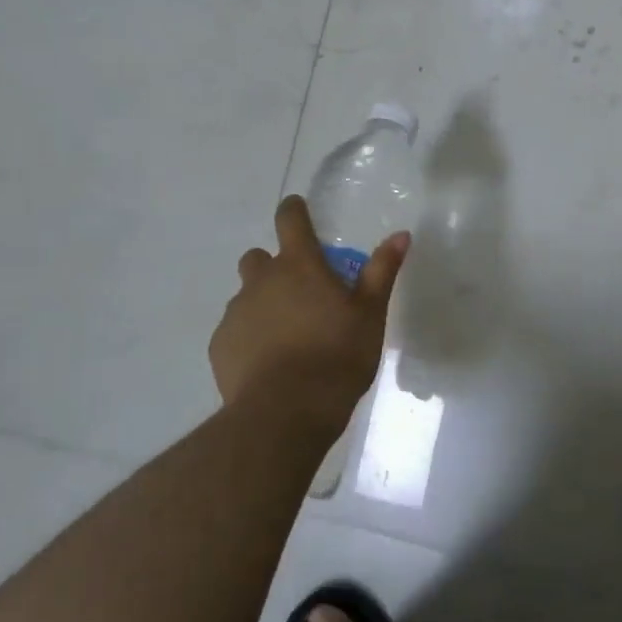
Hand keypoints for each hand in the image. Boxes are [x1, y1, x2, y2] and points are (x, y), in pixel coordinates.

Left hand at [209, 195, 409, 436]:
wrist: (286, 412)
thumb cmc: (337, 356)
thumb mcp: (370, 314)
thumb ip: (382, 271)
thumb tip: (400, 234)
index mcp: (299, 266)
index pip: (290, 220)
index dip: (293, 210)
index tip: (297, 209)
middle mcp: (261, 281)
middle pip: (258, 258)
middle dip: (274, 266)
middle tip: (299, 291)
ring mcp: (236, 313)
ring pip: (246, 296)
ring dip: (263, 303)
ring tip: (287, 335)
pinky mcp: (221, 345)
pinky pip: (234, 330)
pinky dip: (249, 336)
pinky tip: (268, 362)